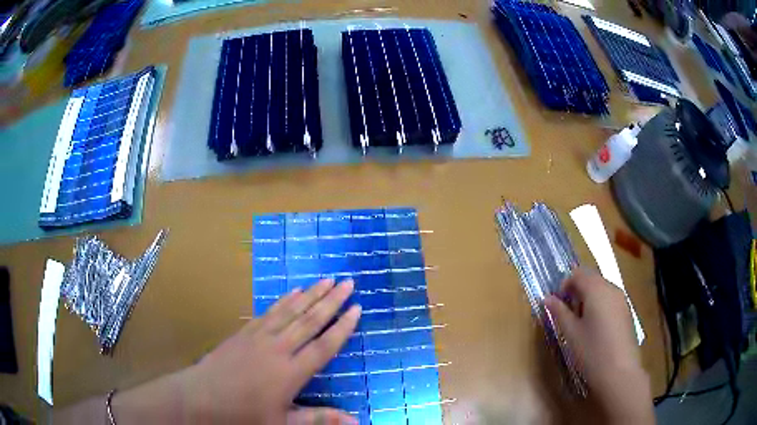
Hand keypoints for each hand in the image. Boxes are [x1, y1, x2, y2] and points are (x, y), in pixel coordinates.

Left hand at [184, 278, 361, 423]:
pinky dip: (285, 300)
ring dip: (311, 294)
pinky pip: (270, 311)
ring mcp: (259, 336)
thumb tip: (357, 420)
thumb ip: (319, 418)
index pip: (324, 346)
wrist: (201, 396)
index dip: (342, 327)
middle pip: (310, 320)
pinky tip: (294, 291)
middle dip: (331, 301)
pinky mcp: (245, 331)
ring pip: (291, 311)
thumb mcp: (283, 422)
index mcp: (290, 372)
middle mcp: (278, 348)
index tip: (357, 308)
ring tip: (327, 279)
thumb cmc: (243, 414)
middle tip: (348, 283)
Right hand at [544, 269, 653, 424]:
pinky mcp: (626, 312)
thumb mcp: (571, 333)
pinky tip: (595, 329)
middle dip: (576, 291)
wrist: (619, 372)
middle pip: (591, 278)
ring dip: (588, 298)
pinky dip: (599, 306)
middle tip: (566, 314)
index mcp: (596, 289)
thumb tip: (547, 299)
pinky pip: (610, 300)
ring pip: (601, 289)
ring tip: (580, 323)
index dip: (564, 285)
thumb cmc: (592, 352)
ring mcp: (622, 300)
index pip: (578, 273)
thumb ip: (559, 313)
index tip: (557, 304)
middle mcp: (611, 288)